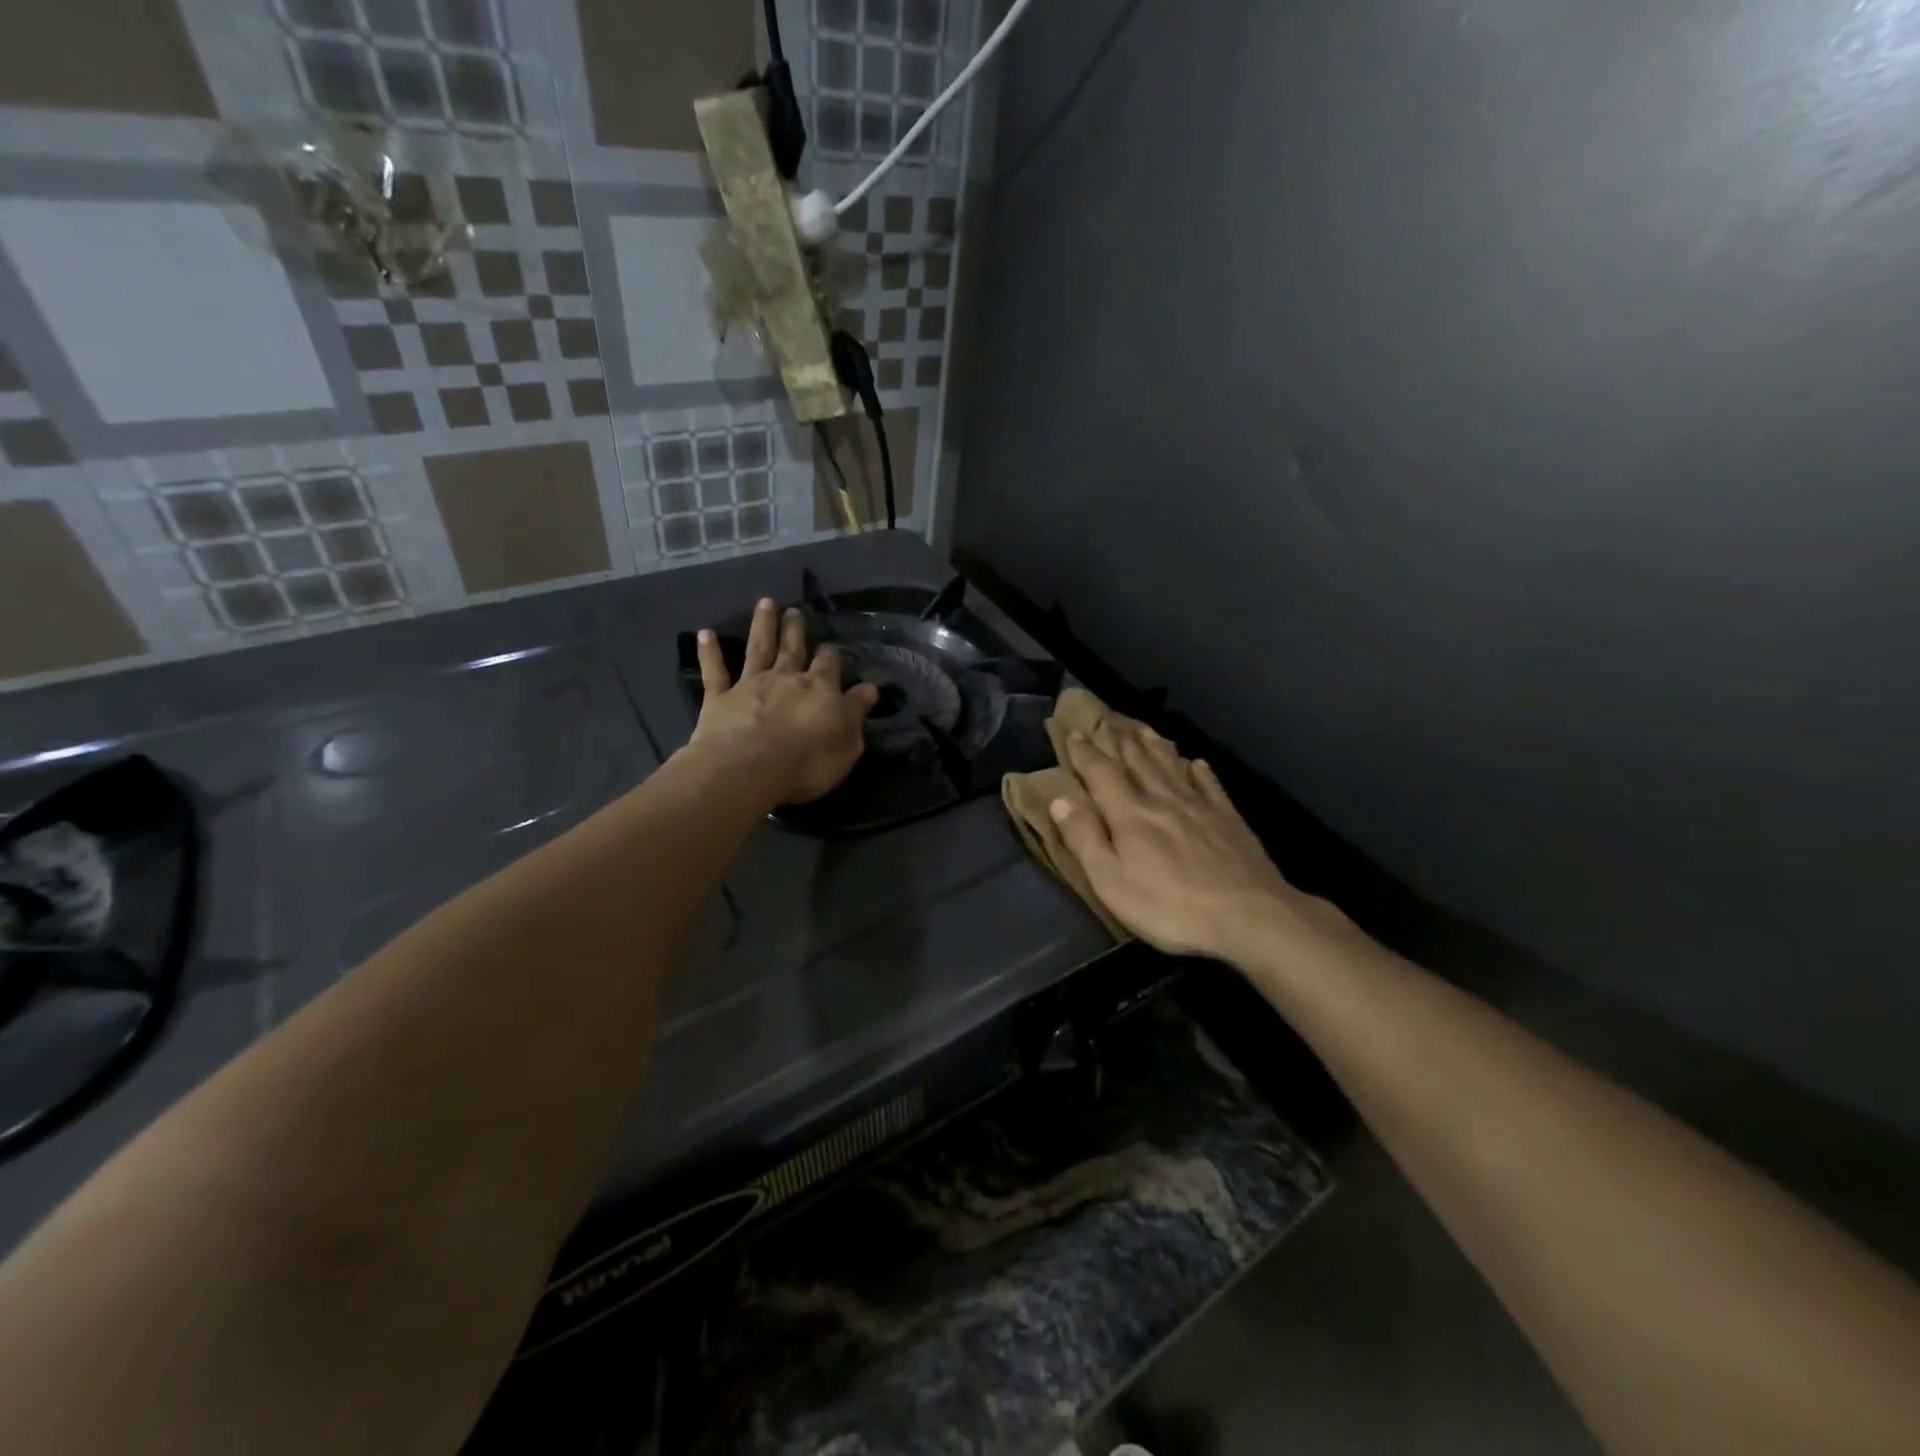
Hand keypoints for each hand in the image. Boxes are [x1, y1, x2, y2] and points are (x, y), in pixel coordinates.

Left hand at [690, 599, 878, 804]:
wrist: (749, 770)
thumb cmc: (808, 762)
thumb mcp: (847, 742)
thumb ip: (856, 712)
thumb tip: (869, 688)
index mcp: (819, 688)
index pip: (828, 663)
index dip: (830, 655)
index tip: (831, 647)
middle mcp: (785, 677)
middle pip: (792, 648)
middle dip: (795, 629)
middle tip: (794, 611)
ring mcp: (750, 685)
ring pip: (758, 648)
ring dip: (762, 625)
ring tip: (765, 603)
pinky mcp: (719, 698)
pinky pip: (714, 672)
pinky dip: (709, 653)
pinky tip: (705, 634)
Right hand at [1050, 726, 1327, 963]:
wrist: (1248, 915)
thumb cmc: (1170, 906)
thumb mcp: (1112, 882)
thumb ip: (1085, 839)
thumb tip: (1060, 800)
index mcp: (1130, 814)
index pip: (1101, 773)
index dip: (1085, 752)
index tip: (1073, 733)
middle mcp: (1163, 799)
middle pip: (1139, 761)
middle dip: (1121, 741)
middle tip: (1110, 721)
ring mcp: (1200, 806)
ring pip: (1172, 766)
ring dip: (1155, 746)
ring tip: (1144, 730)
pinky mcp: (1229, 819)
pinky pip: (1210, 784)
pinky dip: (1199, 771)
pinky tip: (1197, 763)